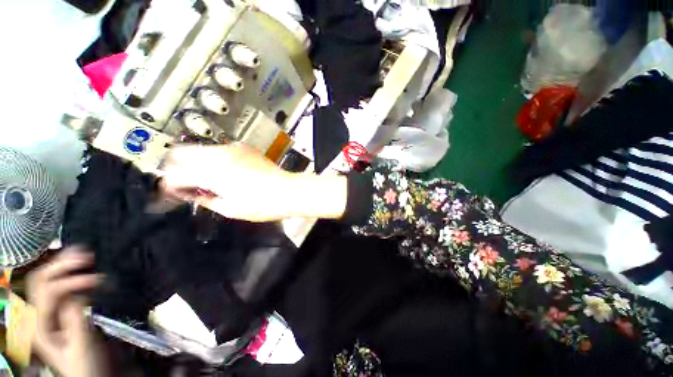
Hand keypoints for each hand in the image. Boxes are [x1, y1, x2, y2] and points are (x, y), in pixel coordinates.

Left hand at [27, 248, 107, 376]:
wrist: (92, 376)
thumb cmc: (89, 366)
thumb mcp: (83, 346)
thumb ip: (76, 319)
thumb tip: (79, 293)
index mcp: (40, 327)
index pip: (49, 292)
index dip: (72, 281)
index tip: (99, 280)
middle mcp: (38, 316)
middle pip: (41, 281)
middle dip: (62, 265)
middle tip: (87, 257)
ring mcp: (48, 313)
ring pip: (47, 279)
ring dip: (64, 265)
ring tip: (85, 255)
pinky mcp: (59, 311)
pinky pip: (59, 286)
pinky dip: (70, 274)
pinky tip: (83, 268)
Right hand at [161, 143, 347, 221]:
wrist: (288, 190)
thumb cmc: (262, 205)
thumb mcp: (230, 209)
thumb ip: (205, 198)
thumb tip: (190, 192)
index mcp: (214, 174)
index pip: (175, 174)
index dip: (168, 185)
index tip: (171, 192)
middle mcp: (220, 156)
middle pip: (180, 153)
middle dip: (174, 167)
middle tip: (182, 182)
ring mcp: (233, 148)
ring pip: (199, 148)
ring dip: (193, 161)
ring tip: (202, 177)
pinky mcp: (244, 147)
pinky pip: (218, 149)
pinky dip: (212, 158)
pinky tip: (221, 170)